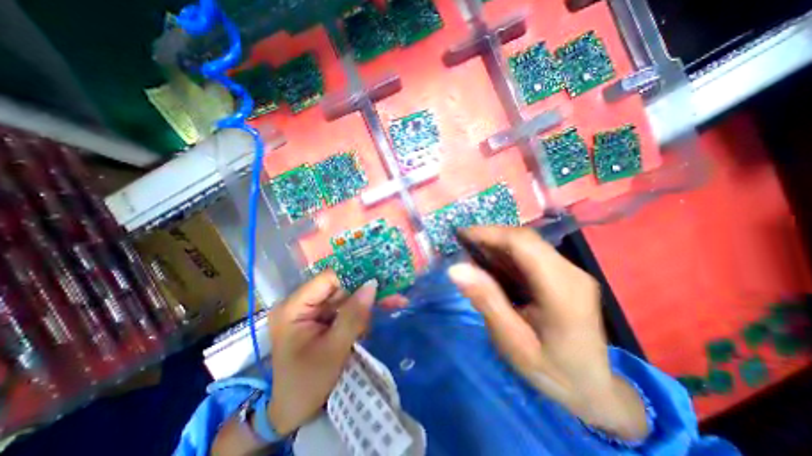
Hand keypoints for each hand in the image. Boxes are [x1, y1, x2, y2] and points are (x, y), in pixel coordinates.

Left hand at [270, 270, 378, 433]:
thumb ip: (353, 315)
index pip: (328, 279)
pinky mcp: (322, 319)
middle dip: (367, 291)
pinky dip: (363, 312)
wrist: (293, 413)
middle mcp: (302, 303)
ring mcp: (313, 311)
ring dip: (369, 302)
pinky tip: (380, 312)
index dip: (354, 276)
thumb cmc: (307, 384)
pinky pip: (345, 309)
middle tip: (394, 293)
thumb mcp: (333, 350)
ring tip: (394, 302)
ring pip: (346, 297)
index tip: (380, 278)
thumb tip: (372, 284)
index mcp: (294, 307)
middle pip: (340, 287)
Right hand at [451, 225, 647, 440]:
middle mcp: (570, 271)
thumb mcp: (512, 342)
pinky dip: (505, 255)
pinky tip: (491, 267)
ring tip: (471, 255)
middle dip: (489, 237)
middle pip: (524, 238)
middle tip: (462, 246)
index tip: (460, 235)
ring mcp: (569, 271)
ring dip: (496, 245)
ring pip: (526, 244)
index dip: (489, 233)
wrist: (593, 388)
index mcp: (562, 290)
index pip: (523, 243)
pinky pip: (529, 254)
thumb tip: (455, 269)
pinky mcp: (563, 273)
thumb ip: (486, 301)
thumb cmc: (551, 370)